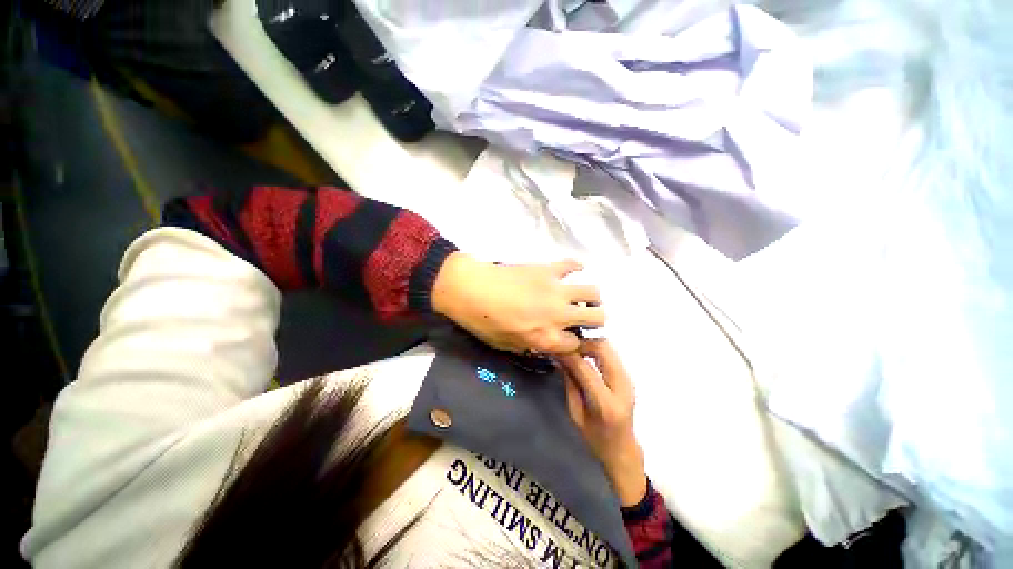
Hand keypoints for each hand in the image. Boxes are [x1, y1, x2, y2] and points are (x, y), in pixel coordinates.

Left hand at [431, 253, 604, 353]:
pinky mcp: (547, 270)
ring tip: (582, 297)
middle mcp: (559, 315)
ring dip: (592, 297)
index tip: (568, 339)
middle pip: (597, 317)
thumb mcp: (508, 346)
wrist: (470, 289)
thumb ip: (534, 346)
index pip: (577, 345)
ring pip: (593, 291)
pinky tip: (572, 271)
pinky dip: (576, 268)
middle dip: (596, 321)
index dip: (574, 343)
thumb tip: (548, 343)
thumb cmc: (484, 322)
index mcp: (546, 338)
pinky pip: (572, 265)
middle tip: (584, 318)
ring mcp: (555, 290)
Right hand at [559, 340, 646, 506]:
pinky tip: (584, 352)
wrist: (623, 449)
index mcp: (606, 404)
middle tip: (565, 343)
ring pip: (608, 347)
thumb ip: (570, 383)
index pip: (585, 368)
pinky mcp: (628, 376)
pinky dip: (595, 348)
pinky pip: (610, 354)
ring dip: (589, 342)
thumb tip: (560, 357)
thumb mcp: (576, 413)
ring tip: (572, 346)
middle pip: (603, 349)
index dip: (568, 354)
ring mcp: (628, 380)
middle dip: (582, 341)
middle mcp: (622, 387)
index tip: (555, 347)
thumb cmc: (595, 438)